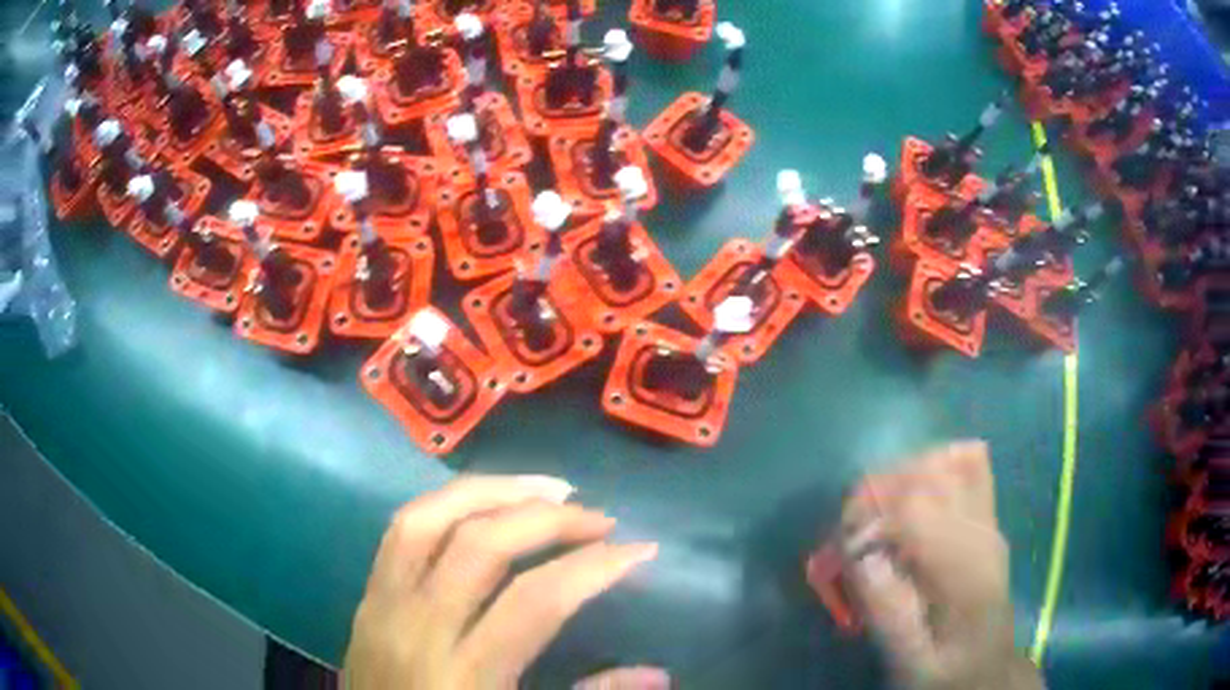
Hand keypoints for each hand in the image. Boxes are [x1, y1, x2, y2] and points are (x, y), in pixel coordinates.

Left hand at [343, 474, 667, 689]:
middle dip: (548, 519)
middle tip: (598, 517)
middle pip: (480, 546)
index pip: (535, 601)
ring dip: (492, 492)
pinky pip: (400, 529)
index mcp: (465, 675)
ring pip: (428, 519)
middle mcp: (419, 628)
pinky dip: (446, 502)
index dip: (593, 567)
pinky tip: (481, 502)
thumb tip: (658, 674)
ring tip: (544, 489)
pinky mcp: (366, 597)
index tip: (638, 550)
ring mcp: (383, 605)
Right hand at [842, 441, 1043, 689]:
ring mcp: (988, 518)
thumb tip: (860, 556)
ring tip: (874, 518)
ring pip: (944, 460)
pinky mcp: (986, 515)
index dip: (866, 521)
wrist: (987, 668)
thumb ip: (888, 614)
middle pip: (927, 474)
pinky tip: (910, 496)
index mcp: (967, 571)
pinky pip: (967, 463)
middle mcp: (982, 531)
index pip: (915, 510)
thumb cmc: (946, 672)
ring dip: (897, 479)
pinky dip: (931, 466)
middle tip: (848, 539)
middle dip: (875, 495)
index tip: (838, 556)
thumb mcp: (911, 663)